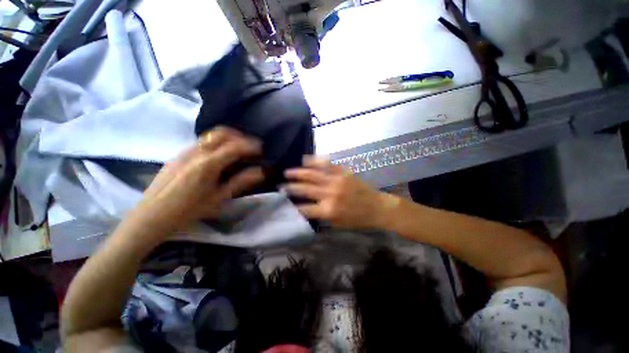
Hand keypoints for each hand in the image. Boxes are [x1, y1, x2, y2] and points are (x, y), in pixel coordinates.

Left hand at [130, 127, 263, 233]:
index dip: (251, 146)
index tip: (262, 150)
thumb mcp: (219, 198)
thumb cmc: (188, 210)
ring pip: (211, 135)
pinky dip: (217, 142)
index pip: (235, 146)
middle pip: (222, 133)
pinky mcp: (179, 154)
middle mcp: (197, 151)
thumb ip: (241, 182)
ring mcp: (186, 150)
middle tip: (251, 147)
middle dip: (240, 136)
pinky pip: (203, 141)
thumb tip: (260, 171)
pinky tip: (220, 156)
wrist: (152, 215)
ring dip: (229, 138)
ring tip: (239, 149)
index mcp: (208, 164)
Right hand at [284, 157, 398, 228]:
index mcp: (329, 210)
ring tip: (287, 172)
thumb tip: (305, 208)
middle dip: (291, 188)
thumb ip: (321, 215)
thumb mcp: (337, 224)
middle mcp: (330, 194)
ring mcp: (336, 181)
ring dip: (298, 173)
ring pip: (313, 174)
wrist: (377, 207)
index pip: (305, 209)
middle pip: (305, 189)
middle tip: (280, 186)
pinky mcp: (343, 172)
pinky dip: (315, 161)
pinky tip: (305, 159)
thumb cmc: (358, 219)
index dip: (293, 207)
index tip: (284, 203)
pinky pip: (327, 164)